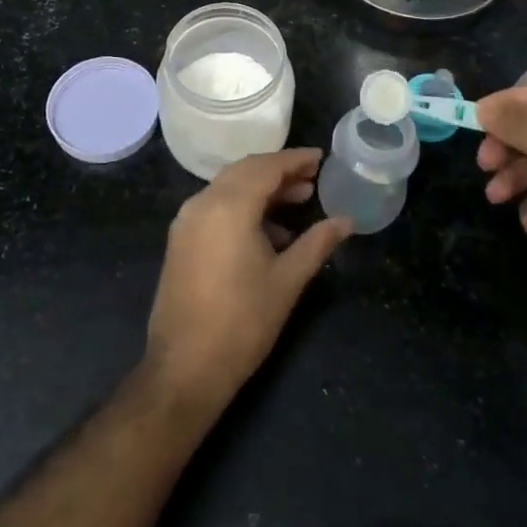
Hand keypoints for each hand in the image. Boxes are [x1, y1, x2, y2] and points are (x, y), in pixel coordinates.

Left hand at [144, 148, 351, 415]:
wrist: (184, 369)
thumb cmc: (243, 323)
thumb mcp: (288, 280)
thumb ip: (317, 243)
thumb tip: (346, 220)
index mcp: (228, 206)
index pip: (266, 167)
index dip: (295, 160)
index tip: (320, 158)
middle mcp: (202, 204)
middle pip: (245, 172)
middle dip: (279, 172)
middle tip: (312, 179)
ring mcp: (186, 222)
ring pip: (228, 188)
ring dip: (261, 190)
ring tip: (297, 203)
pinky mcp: (181, 241)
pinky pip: (215, 207)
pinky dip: (242, 207)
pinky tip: (269, 232)